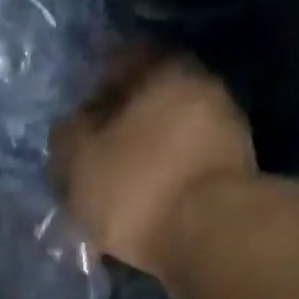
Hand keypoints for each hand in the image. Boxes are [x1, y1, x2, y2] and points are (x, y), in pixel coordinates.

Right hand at [54, 55, 256, 281]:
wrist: (207, 234)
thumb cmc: (137, 188)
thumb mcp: (81, 163)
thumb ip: (67, 139)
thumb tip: (68, 129)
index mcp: (162, 68)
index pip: (118, 64)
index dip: (89, 97)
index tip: (73, 132)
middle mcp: (199, 86)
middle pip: (146, 106)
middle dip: (116, 136)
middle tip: (92, 170)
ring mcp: (221, 129)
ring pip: (165, 143)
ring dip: (139, 166)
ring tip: (114, 203)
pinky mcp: (231, 173)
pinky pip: (183, 174)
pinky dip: (161, 189)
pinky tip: (142, 216)